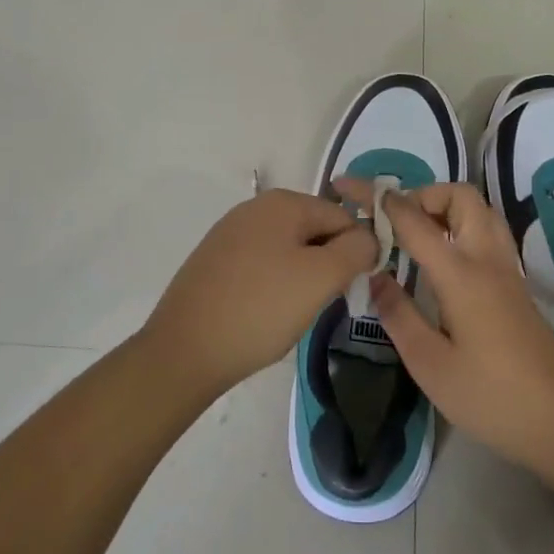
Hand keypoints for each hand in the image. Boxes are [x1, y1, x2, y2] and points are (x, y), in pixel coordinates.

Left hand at [142, 188, 377, 400]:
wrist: (184, 351)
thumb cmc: (260, 309)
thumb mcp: (320, 278)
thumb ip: (356, 250)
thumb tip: (369, 238)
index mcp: (283, 202)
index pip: (342, 217)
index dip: (356, 252)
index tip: (352, 289)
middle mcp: (255, 208)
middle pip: (314, 231)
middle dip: (326, 265)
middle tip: (320, 304)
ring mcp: (230, 233)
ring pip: (288, 250)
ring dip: (301, 278)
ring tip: (292, 313)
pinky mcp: (214, 261)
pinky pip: (262, 265)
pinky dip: (273, 286)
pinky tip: (265, 314)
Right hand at [337, 180, 553, 475]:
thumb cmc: (490, 398)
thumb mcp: (430, 365)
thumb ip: (398, 315)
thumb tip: (375, 275)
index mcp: (461, 273)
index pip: (412, 219)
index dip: (377, 198)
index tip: (348, 187)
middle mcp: (487, 258)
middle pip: (458, 196)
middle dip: (420, 195)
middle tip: (392, 223)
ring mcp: (507, 268)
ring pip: (478, 209)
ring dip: (443, 207)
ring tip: (414, 235)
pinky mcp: (516, 283)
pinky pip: (486, 231)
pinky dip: (460, 226)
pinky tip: (442, 259)